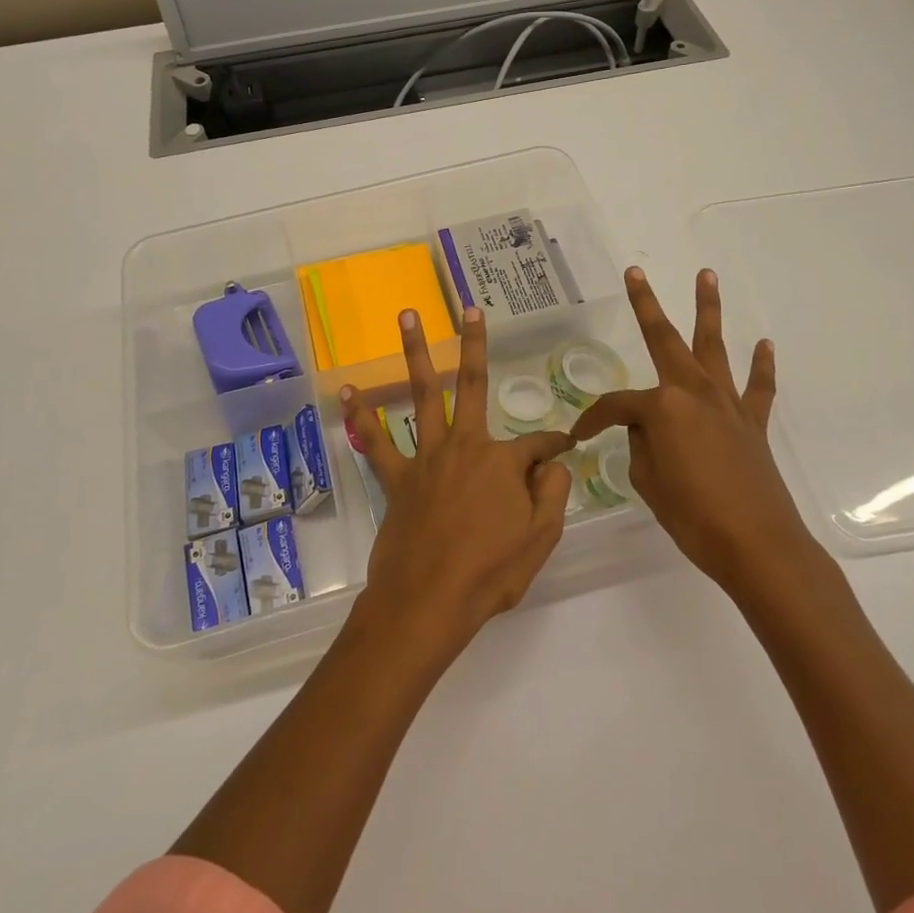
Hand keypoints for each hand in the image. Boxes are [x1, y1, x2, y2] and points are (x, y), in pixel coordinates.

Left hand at [343, 307, 573, 657]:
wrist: (427, 603)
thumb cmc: (490, 574)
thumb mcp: (541, 538)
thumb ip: (552, 493)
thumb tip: (554, 463)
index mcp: (502, 461)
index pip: (539, 445)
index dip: (555, 447)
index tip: (565, 450)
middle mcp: (464, 446)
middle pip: (470, 384)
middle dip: (473, 344)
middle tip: (469, 309)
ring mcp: (426, 458)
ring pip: (421, 394)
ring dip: (415, 353)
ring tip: (407, 315)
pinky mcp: (397, 478)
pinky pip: (377, 442)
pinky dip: (362, 418)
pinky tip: (348, 393)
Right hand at [572, 267, 819, 590]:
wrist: (759, 546)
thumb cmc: (694, 517)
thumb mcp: (648, 482)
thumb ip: (642, 447)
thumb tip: (648, 431)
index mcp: (662, 407)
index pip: (616, 405)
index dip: (593, 420)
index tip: (579, 437)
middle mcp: (694, 392)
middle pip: (665, 340)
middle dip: (646, 305)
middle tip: (635, 273)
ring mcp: (728, 404)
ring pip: (714, 346)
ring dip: (708, 310)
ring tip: (706, 275)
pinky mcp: (753, 423)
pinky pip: (758, 387)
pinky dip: (762, 365)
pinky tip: (763, 343)